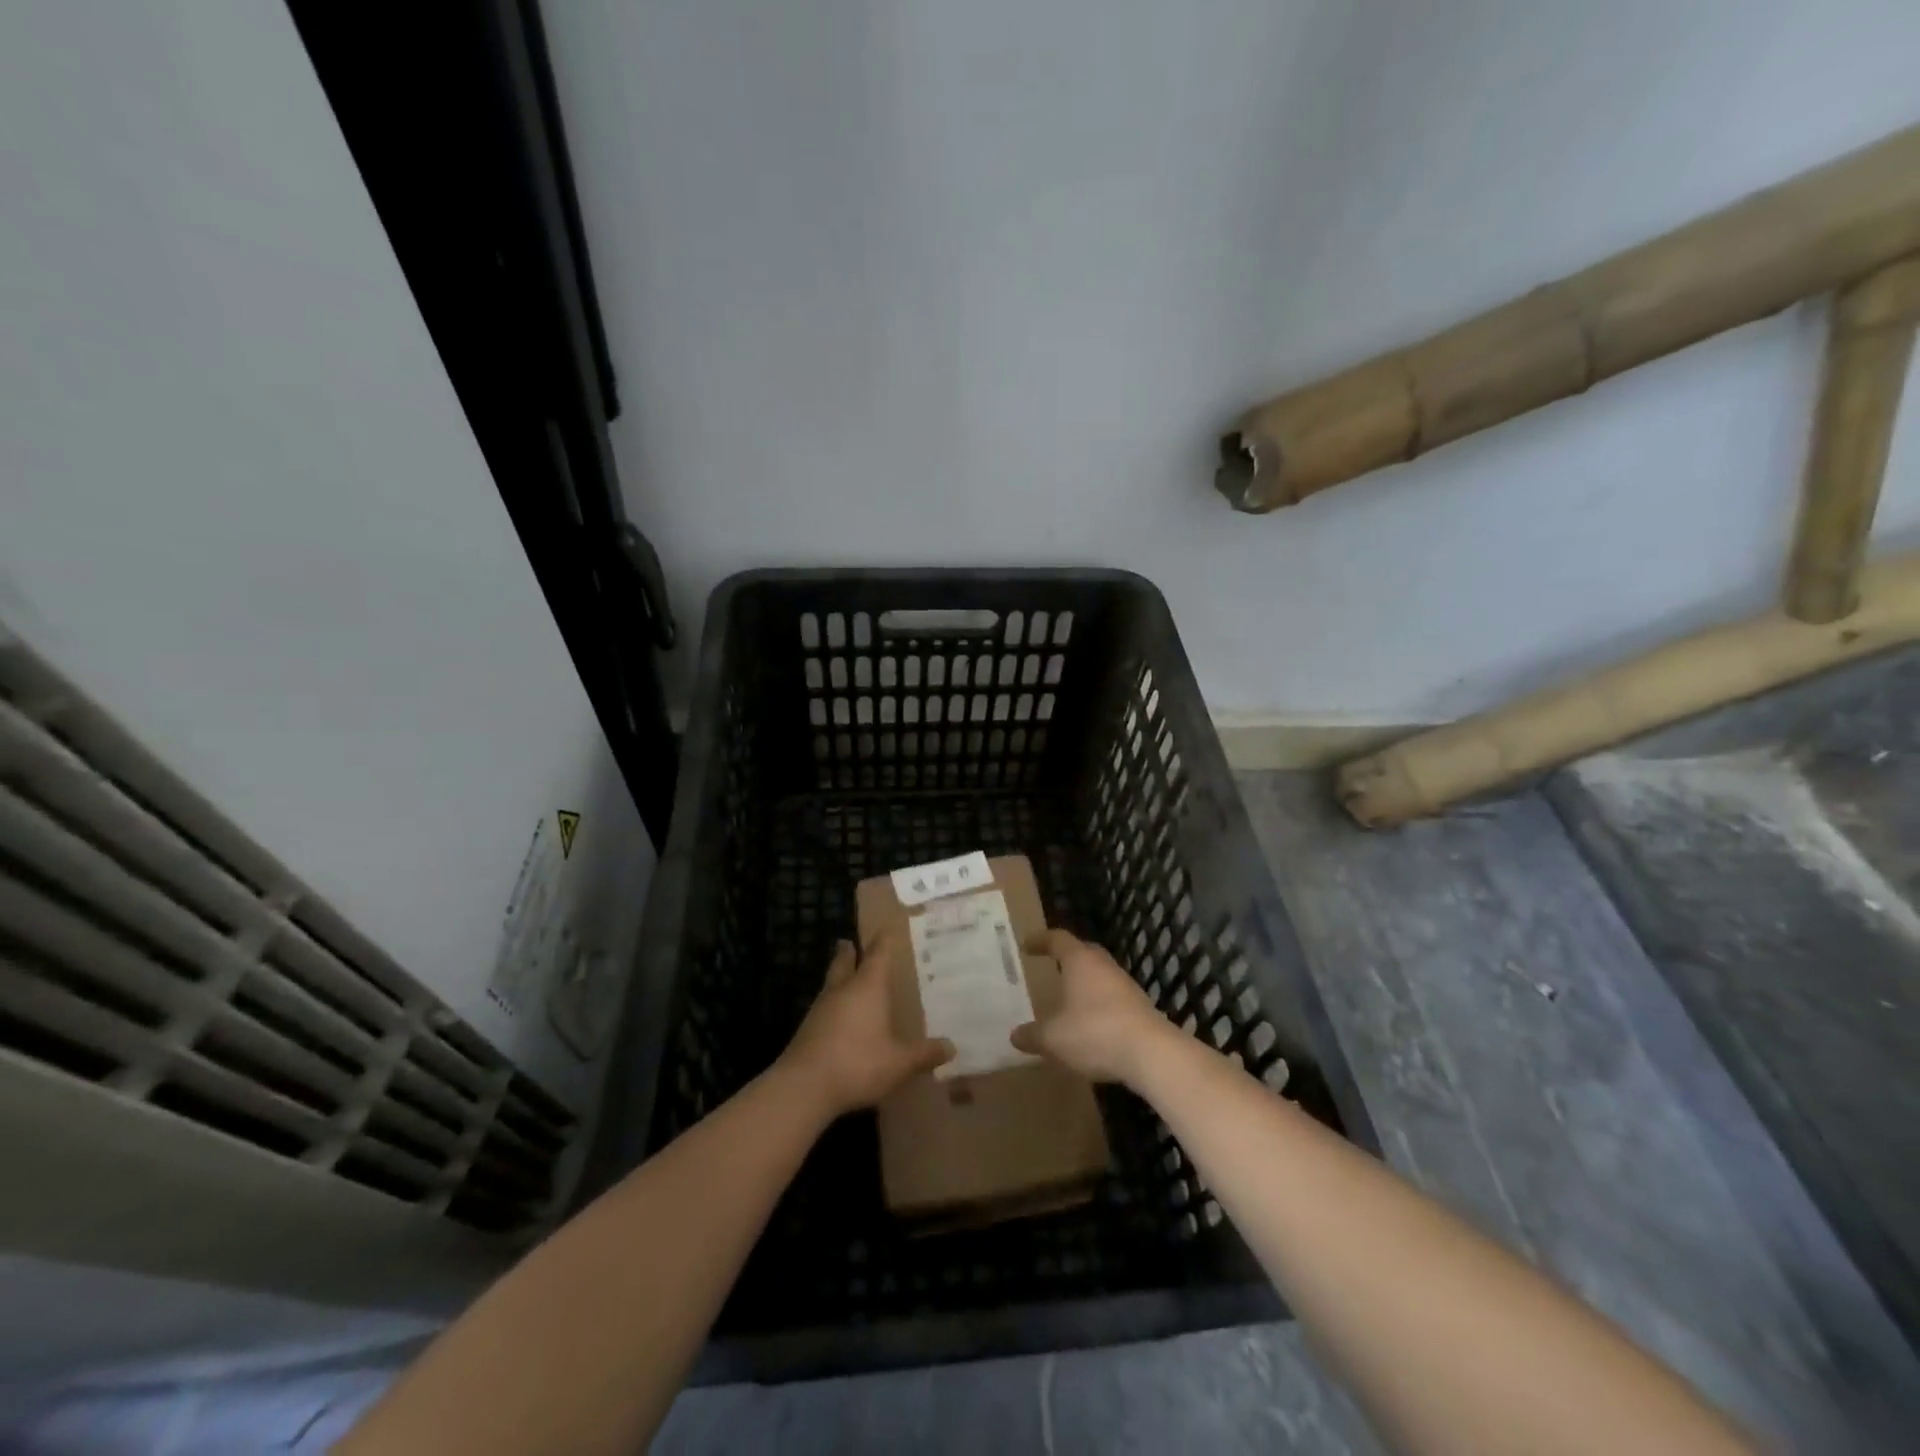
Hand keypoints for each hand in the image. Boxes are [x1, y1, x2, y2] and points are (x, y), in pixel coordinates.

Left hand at [779, 934, 953, 1117]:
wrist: (803, 1087)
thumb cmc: (858, 1063)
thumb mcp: (899, 1063)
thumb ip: (924, 1054)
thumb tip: (952, 1047)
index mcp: (867, 987)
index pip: (877, 954)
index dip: (883, 941)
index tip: (886, 928)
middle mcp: (842, 990)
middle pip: (844, 962)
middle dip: (848, 952)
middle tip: (848, 942)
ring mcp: (820, 1009)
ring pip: (831, 983)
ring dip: (838, 977)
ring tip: (846, 978)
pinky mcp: (807, 1030)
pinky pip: (823, 1007)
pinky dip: (832, 1004)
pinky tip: (838, 1018)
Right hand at [1011, 929, 1174, 1085]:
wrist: (1151, 1053)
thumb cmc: (1094, 1033)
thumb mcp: (1053, 1038)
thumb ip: (1032, 1035)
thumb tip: (1015, 1035)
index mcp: (1080, 961)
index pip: (1057, 939)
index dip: (1040, 940)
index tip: (1027, 945)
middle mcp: (1103, 965)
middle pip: (1083, 951)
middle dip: (1066, 957)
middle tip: (1051, 964)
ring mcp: (1125, 985)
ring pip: (1100, 974)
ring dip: (1085, 983)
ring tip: (1069, 997)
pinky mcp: (1140, 1006)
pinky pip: (1112, 996)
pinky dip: (1098, 1003)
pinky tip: (1090, 1023)